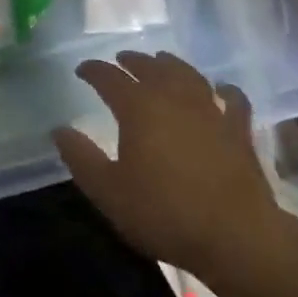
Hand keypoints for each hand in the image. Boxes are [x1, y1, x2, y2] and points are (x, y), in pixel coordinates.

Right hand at [53, 50, 278, 275]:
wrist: (234, 236)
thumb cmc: (163, 213)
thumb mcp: (107, 191)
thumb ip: (80, 157)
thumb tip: (59, 129)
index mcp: (139, 109)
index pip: (110, 78)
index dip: (94, 71)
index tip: (81, 70)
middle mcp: (174, 99)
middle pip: (151, 68)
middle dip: (132, 61)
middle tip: (120, 60)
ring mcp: (211, 111)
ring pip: (188, 75)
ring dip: (171, 64)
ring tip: (161, 61)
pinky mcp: (238, 130)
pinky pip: (233, 98)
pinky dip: (224, 88)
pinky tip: (221, 88)